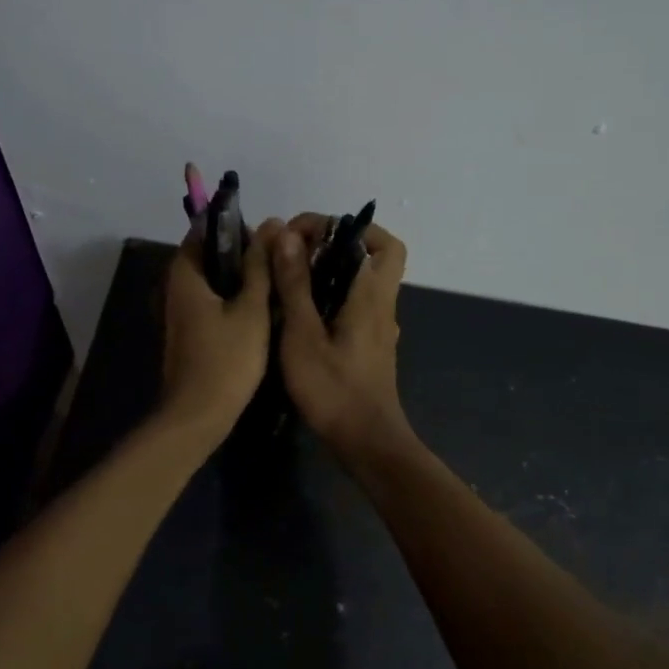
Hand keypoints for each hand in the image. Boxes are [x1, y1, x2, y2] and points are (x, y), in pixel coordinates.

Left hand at [160, 219, 281, 440]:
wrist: (197, 415)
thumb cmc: (227, 359)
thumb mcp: (251, 309)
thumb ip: (260, 266)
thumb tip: (271, 225)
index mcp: (185, 274)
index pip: (204, 230)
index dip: (236, 228)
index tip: (268, 238)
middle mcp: (174, 286)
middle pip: (208, 254)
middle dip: (242, 252)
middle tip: (277, 260)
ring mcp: (179, 310)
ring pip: (212, 279)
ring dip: (239, 276)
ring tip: (274, 280)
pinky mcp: (187, 330)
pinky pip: (210, 300)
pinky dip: (231, 297)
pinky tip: (259, 308)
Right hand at [269, 214, 411, 457]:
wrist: (366, 442)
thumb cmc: (333, 389)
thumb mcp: (303, 334)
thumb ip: (295, 283)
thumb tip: (286, 234)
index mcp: (371, 294)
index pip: (377, 240)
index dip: (342, 226)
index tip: (301, 234)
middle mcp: (382, 304)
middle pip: (373, 256)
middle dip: (336, 243)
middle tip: (297, 251)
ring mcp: (378, 326)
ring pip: (362, 280)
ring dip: (331, 269)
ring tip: (289, 275)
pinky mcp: (370, 344)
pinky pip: (354, 302)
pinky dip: (331, 293)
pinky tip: (299, 310)